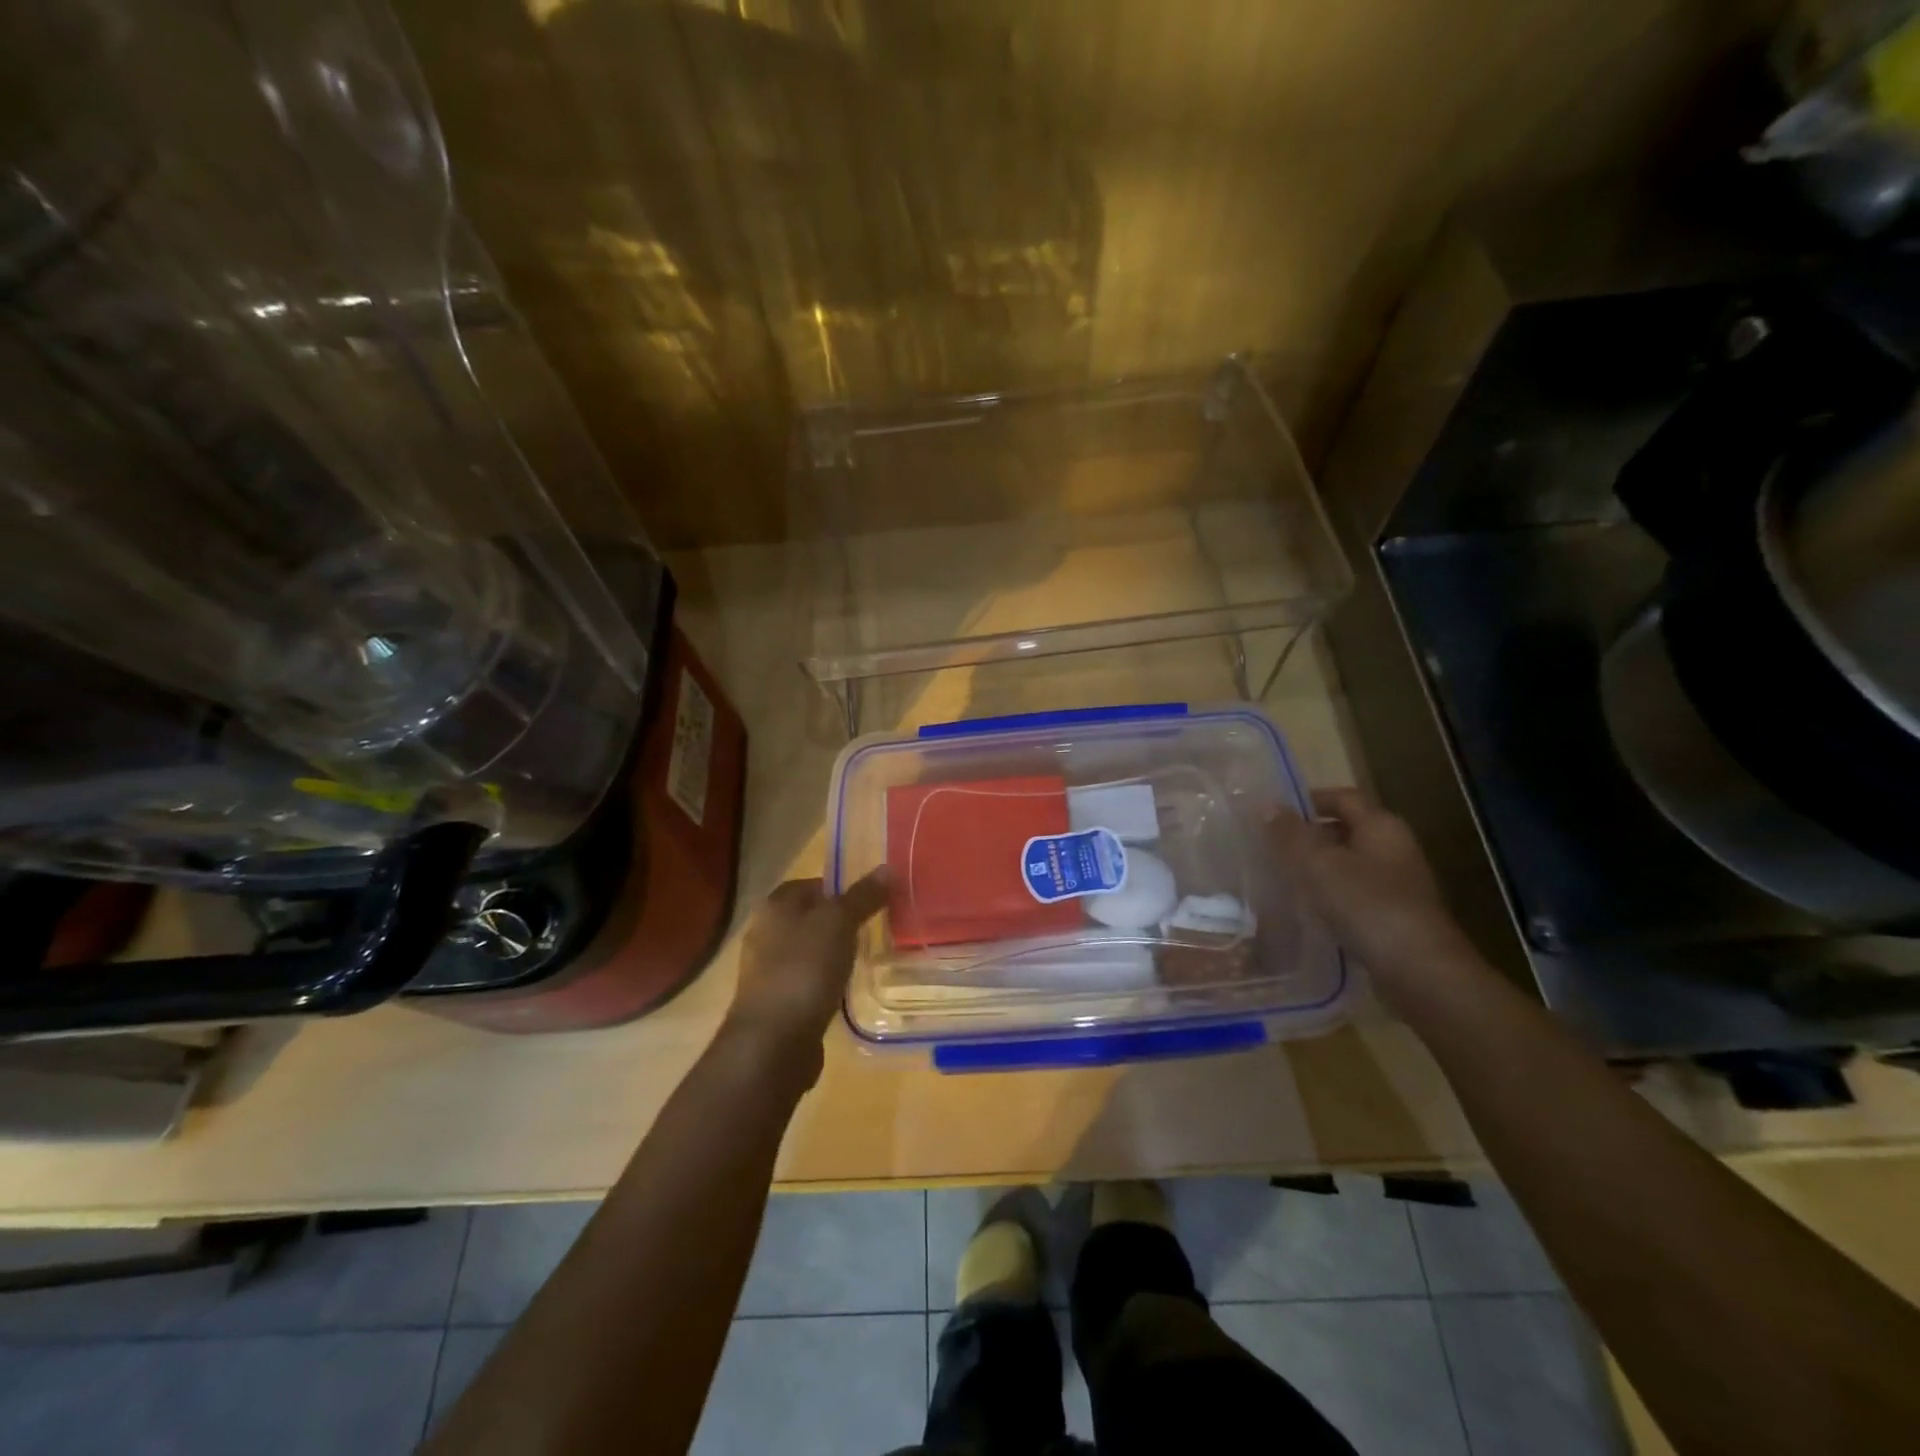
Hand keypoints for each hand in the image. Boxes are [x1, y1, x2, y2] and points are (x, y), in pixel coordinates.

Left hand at [722, 871, 890, 1086]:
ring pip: (809, 950)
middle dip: (840, 922)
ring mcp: (767, 971)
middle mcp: (765, 933)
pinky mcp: (776, 1003)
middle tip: (875, 927)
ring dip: (833, 953)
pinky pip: (807, 981)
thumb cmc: (804, 970)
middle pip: (810, 917)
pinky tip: (846, 989)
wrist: (773, 1042)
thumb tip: (886, 868)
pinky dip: (826, 981)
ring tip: (865, 958)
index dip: (841, 887)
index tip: (872, 900)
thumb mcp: (839, 923)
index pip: (811, 883)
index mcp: (774, 906)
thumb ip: (862, 896)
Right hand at [1269, 787, 1477, 1010]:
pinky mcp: (1394, 916)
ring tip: (1280, 876)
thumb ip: (1290, 835)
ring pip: (1348, 863)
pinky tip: (1306, 909)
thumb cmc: (1368, 907)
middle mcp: (1394, 848)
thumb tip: (1265, 804)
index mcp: (1381, 826)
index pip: (1343, 797)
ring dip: (1317, 867)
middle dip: (1308, 835)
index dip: (1308, 799)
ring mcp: (1397, 884)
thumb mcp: (1319, 865)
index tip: (1272, 813)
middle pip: (1346, 829)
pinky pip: (1354, 893)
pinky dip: (1329, 894)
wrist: (1421, 972)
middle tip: (1269, 845)